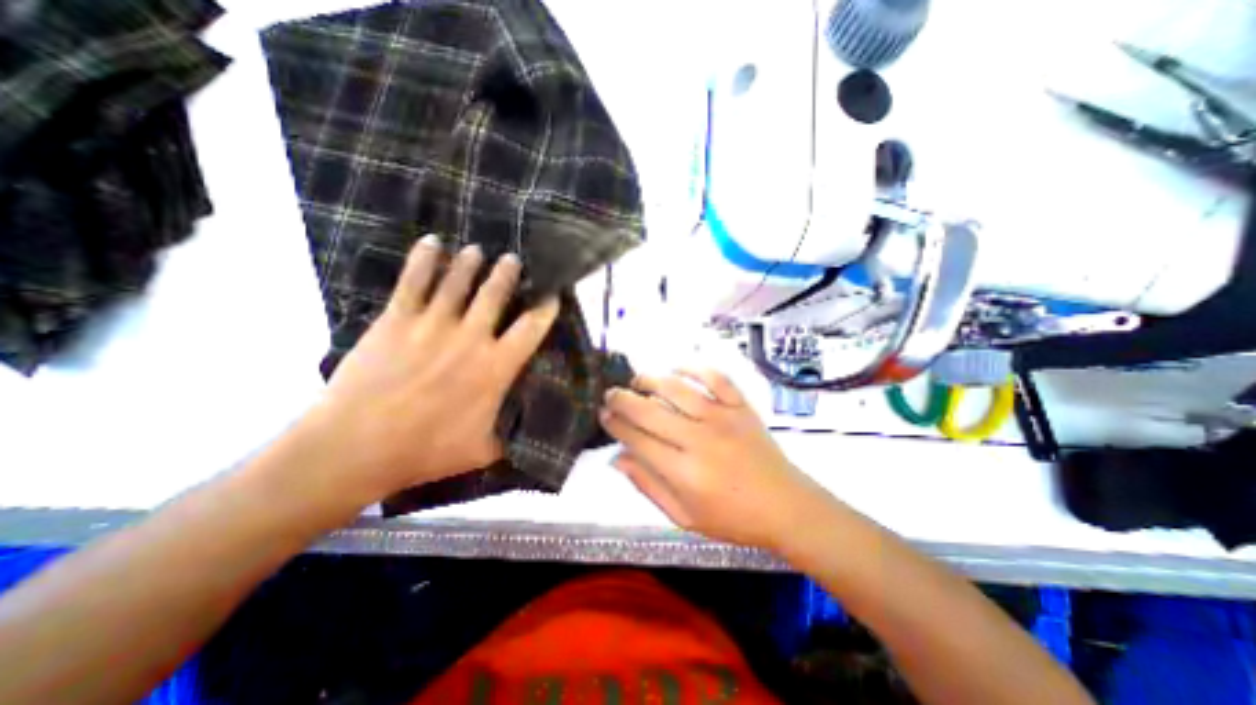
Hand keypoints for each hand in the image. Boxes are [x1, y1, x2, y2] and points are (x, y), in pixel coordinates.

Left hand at [299, 236, 555, 500]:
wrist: (354, 448)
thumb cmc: (426, 451)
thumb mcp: (483, 449)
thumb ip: (509, 433)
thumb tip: (525, 426)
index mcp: (495, 367)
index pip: (531, 328)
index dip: (546, 308)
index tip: (552, 295)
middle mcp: (470, 337)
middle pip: (496, 294)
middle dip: (508, 273)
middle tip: (514, 258)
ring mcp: (432, 324)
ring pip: (458, 281)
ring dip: (471, 262)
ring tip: (478, 250)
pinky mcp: (397, 320)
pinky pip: (413, 280)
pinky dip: (424, 258)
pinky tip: (432, 242)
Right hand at [601, 369, 831, 550]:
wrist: (786, 505)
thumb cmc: (733, 518)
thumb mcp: (684, 517)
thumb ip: (648, 487)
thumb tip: (617, 459)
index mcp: (684, 472)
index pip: (637, 440)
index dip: (615, 425)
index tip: (603, 415)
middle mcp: (700, 439)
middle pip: (650, 411)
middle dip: (622, 399)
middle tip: (610, 394)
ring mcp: (723, 418)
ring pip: (676, 389)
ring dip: (650, 380)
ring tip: (637, 381)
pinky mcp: (741, 407)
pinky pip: (715, 377)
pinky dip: (694, 367)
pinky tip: (677, 367)